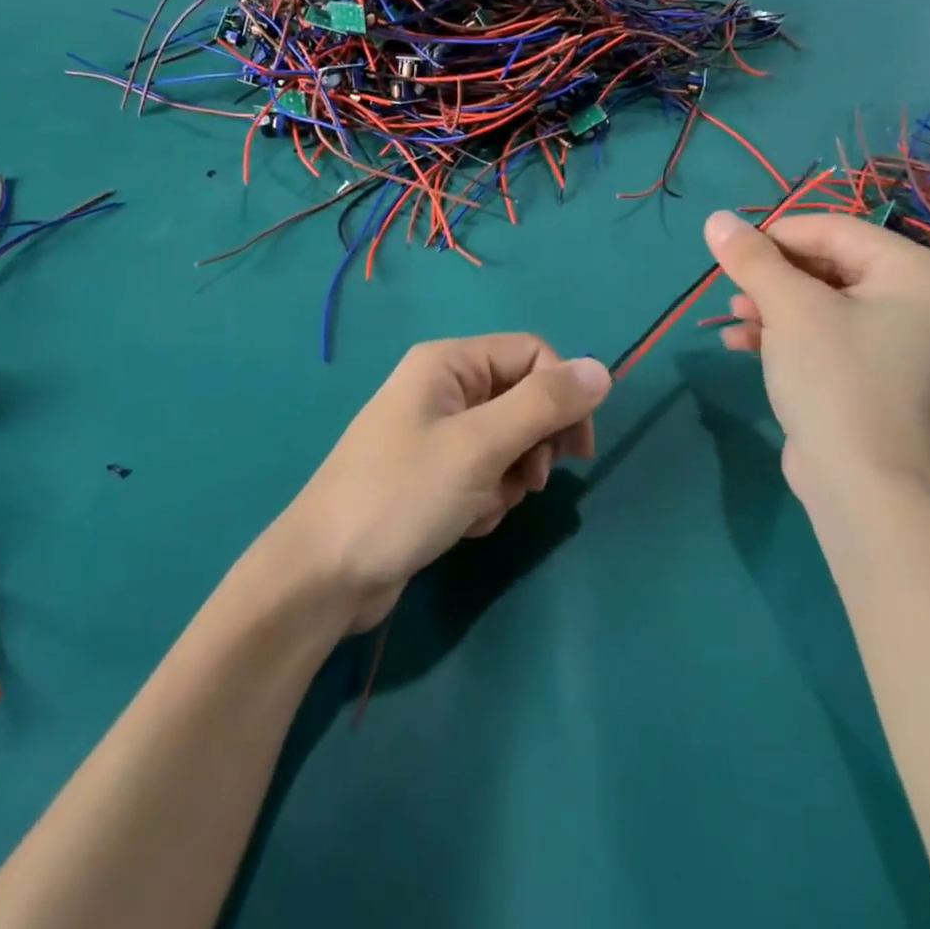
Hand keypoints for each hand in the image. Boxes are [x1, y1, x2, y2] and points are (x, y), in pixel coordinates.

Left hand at [274, 335, 611, 632]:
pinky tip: (462, 522)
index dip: (563, 395)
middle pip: (522, 398)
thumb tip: (603, 369)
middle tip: (530, 482)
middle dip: (533, 444)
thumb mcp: (480, 446)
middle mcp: (443, 388)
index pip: (533, 355)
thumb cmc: (402, 496)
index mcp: (449, 362)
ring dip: (510, 478)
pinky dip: (486, 497)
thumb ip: (544, 405)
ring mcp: (436, 432)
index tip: (576, 450)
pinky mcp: (433, 474)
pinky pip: (484, 472)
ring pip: (508, 442)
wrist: (326, 574)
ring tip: (481, 506)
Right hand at [704, 210, 929, 495]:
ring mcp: (911, 342)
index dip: (775, 236)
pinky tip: (744, 344)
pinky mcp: (886, 374)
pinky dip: (791, 334)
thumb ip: (752, 258)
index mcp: (923, 273)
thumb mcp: (788, 308)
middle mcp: (929, 300)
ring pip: (828, 302)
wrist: (864, 487)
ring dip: (774, 306)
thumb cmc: (835, 379)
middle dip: (774, 277)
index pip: (835, 231)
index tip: (729, 252)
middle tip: (732, 290)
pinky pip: (835, 334)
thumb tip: (716, 218)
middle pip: (832, 265)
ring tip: (734, 319)